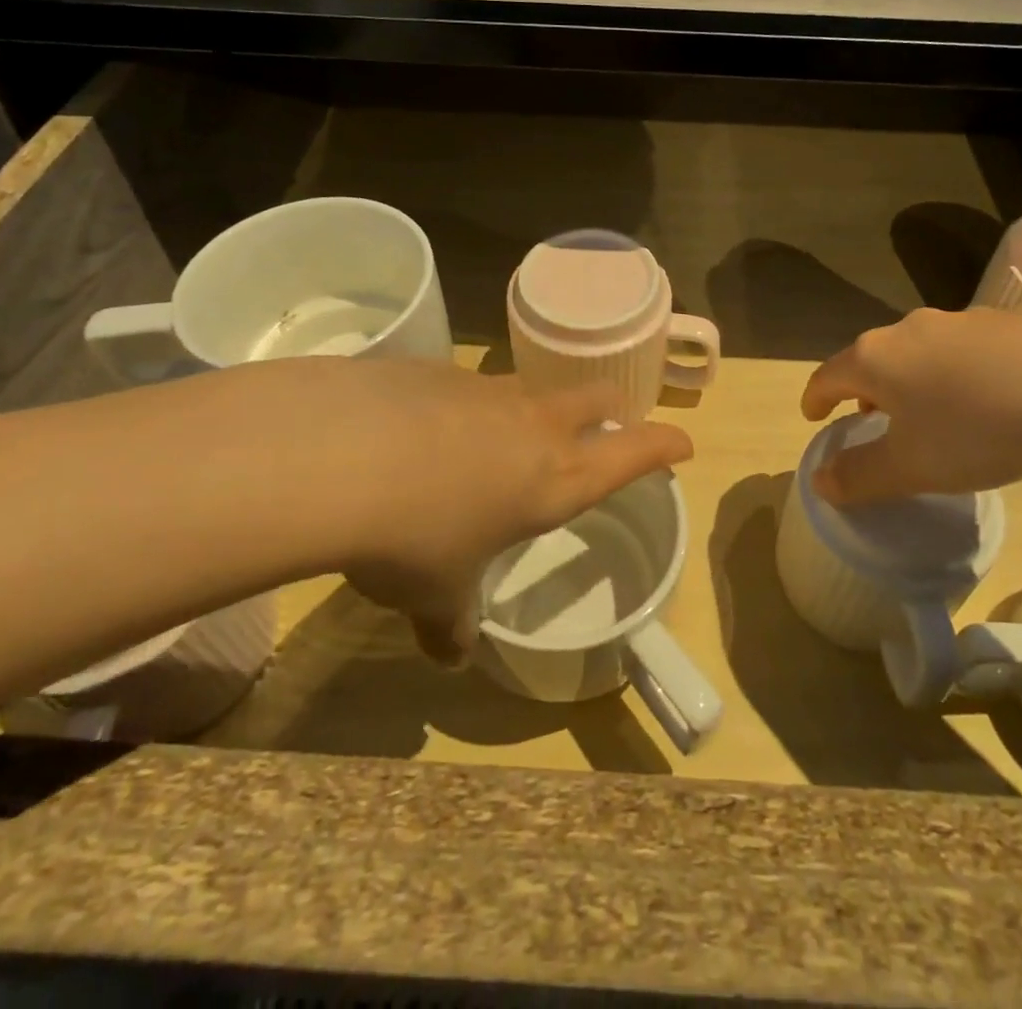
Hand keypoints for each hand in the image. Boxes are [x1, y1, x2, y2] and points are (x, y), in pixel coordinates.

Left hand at [263, 359, 692, 665]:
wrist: (338, 458)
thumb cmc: (413, 539)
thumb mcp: (434, 594)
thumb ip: (450, 623)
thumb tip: (450, 652)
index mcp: (556, 477)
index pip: (633, 453)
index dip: (663, 446)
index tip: (682, 443)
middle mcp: (533, 424)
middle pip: (596, 399)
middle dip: (610, 409)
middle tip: (608, 422)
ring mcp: (486, 390)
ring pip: (530, 390)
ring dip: (532, 410)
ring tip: (502, 438)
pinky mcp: (436, 370)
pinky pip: (467, 388)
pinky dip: (464, 407)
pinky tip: (424, 432)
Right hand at [800, 308, 1021, 504]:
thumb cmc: (974, 428)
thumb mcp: (910, 467)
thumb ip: (859, 476)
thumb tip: (820, 482)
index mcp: (875, 359)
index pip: (827, 376)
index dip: (815, 399)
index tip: (813, 416)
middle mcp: (909, 330)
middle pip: (872, 358)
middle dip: (865, 388)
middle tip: (871, 416)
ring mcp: (959, 321)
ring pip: (918, 351)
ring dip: (911, 379)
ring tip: (929, 410)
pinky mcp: (1007, 323)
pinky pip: (964, 350)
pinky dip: (956, 373)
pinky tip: (986, 398)